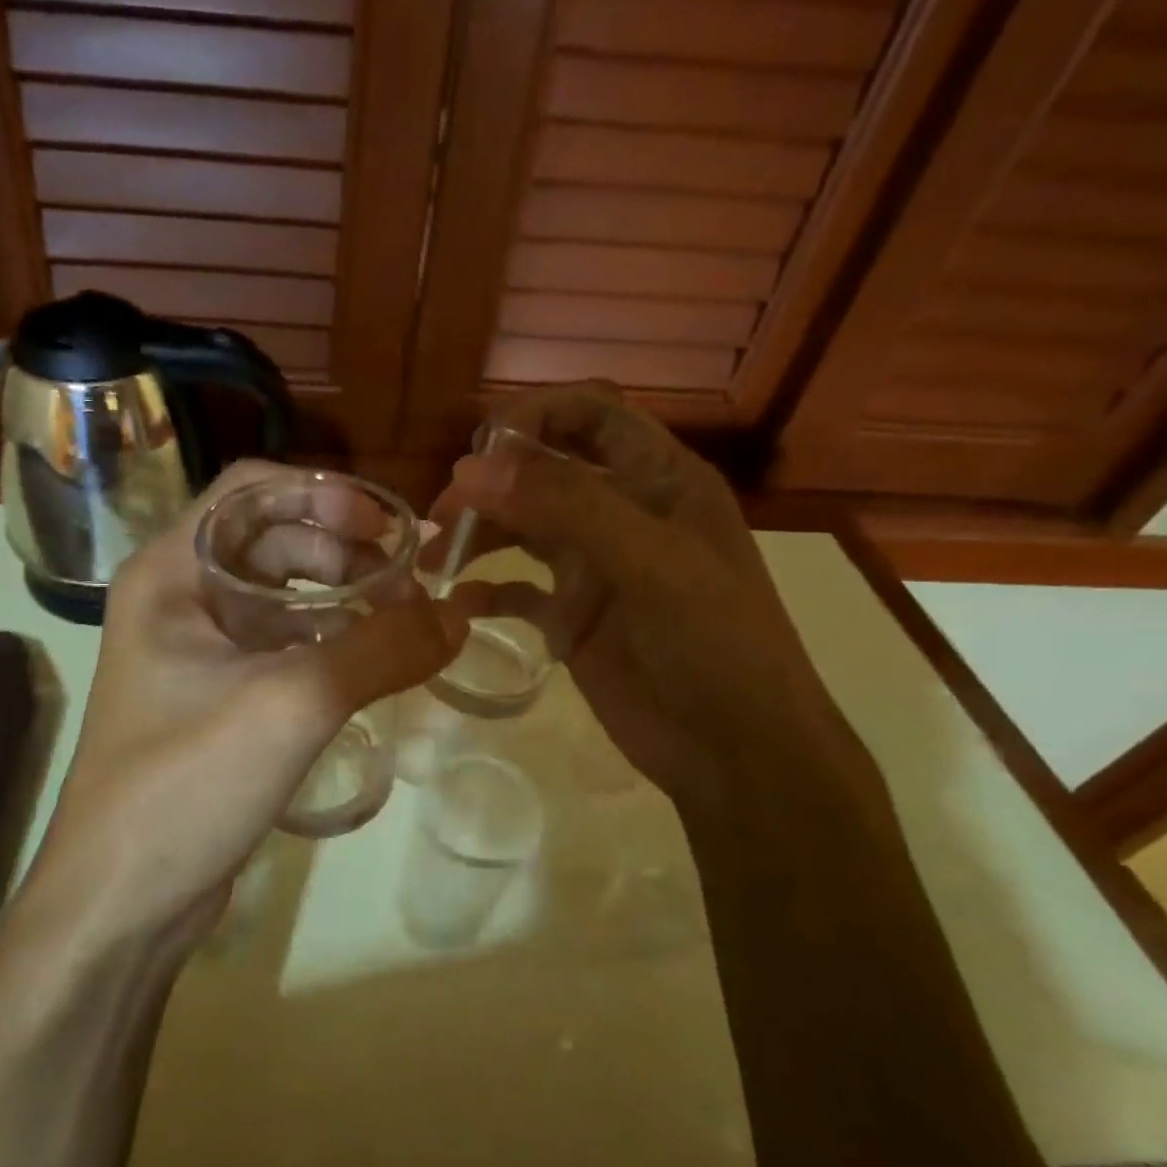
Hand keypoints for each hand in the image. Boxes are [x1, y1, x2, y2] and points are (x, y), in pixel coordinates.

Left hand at [24, 461, 476, 953]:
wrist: (120, 902)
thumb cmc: (186, 784)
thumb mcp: (292, 704)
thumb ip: (381, 650)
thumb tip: (459, 615)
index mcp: (170, 572)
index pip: (251, 489)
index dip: (326, 496)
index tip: (392, 530)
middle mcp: (178, 599)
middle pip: (271, 540)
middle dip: (345, 550)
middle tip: (412, 583)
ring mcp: (196, 652)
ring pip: (281, 597)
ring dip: (342, 597)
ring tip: (404, 622)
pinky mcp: (217, 700)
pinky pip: (282, 647)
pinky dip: (329, 643)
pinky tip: (372, 664)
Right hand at [431, 384, 856, 797]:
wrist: (736, 751)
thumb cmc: (713, 643)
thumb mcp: (649, 563)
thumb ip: (565, 507)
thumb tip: (470, 469)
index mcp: (659, 480)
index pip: (591, 415)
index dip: (535, 416)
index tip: (479, 450)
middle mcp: (623, 514)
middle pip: (543, 473)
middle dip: (490, 484)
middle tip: (440, 516)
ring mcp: (595, 569)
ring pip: (523, 530)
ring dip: (477, 535)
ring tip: (430, 558)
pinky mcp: (572, 618)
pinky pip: (518, 591)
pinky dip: (487, 591)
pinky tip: (458, 602)